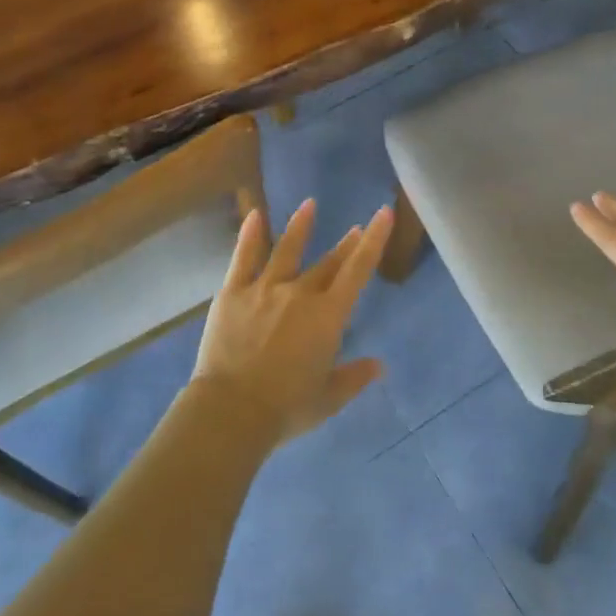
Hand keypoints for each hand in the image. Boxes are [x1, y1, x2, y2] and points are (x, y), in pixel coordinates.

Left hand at [191, 199, 390, 442]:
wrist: (232, 410)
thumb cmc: (286, 408)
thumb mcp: (328, 398)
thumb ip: (354, 377)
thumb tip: (379, 365)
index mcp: (328, 316)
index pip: (358, 270)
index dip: (373, 240)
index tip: (383, 213)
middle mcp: (300, 293)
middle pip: (328, 262)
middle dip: (345, 244)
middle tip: (354, 228)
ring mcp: (264, 288)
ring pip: (286, 250)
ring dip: (300, 227)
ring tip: (309, 205)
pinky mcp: (233, 293)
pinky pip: (243, 258)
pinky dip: (250, 235)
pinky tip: (255, 215)